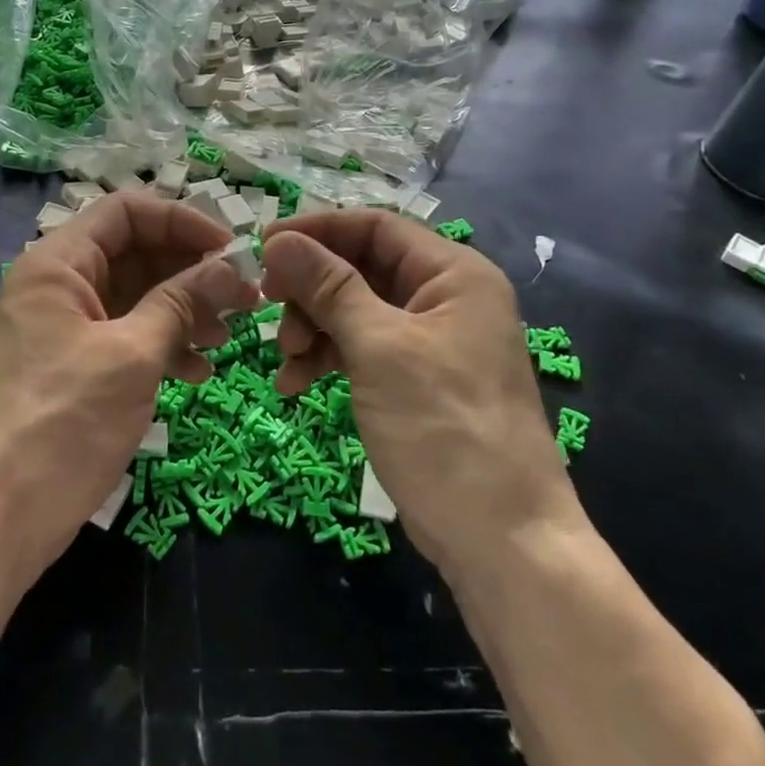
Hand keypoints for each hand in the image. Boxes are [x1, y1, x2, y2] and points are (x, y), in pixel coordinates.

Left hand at [0, 192, 259, 592]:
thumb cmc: (62, 426)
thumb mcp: (132, 356)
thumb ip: (182, 302)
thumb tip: (231, 266)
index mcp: (58, 264)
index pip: (127, 212)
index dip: (183, 221)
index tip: (232, 250)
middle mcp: (58, 286)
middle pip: (135, 253)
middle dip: (191, 272)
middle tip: (245, 298)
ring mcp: (64, 329)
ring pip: (136, 297)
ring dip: (184, 311)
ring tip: (226, 338)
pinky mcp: (73, 368)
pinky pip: (126, 337)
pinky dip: (163, 346)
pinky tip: (197, 372)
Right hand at [260, 209, 580, 579]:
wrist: (501, 538)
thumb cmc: (443, 427)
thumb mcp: (379, 348)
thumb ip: (329, 287)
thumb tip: (279, 239)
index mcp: (453, 274)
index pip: (375, 227)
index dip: (317, 231)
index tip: (264, 247)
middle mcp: (444, 298)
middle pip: (361, 267)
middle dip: (312, 288)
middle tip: (268, 308)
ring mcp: (429, 341)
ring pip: (355, 310)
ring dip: (313, 327)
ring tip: (285, 360)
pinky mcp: (414, 380)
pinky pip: (361, 349)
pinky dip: (327, 358)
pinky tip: (295, 384)